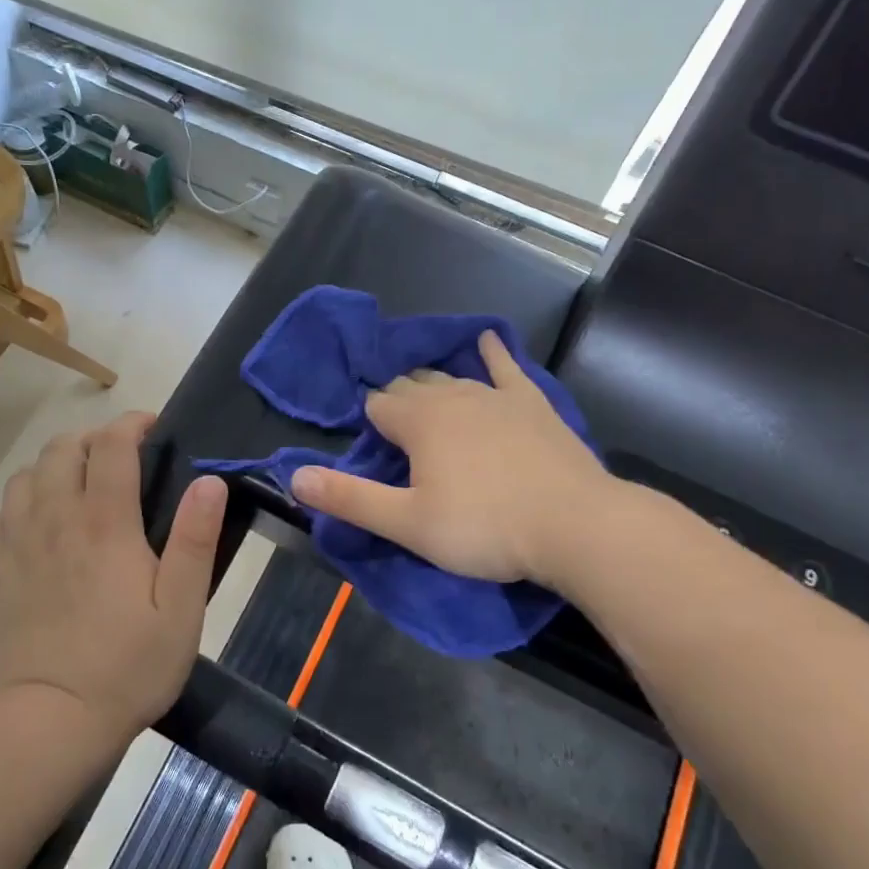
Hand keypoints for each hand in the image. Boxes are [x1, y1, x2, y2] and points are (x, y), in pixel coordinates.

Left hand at [0, 412, 226, 736]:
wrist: (50, 724)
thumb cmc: (128, 666)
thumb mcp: (182, 608)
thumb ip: (195, 540)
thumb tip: (209, 481)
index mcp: (104, 523)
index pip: (111, 444)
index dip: (132, 424)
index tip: (152, 430)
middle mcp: (56, 520)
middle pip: (61, 448)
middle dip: (92, 439)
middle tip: (119, 459)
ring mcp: (18, 545)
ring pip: (24, 476)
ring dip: (53, 467)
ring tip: (78, 486)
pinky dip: (16, 507)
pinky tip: (35, 526)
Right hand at [289, 331, 619, 588]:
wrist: (574, 524)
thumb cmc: (484, 528)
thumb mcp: (408, 523)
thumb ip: (350, 498)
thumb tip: (294, 476)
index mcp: (418, 422)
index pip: (378, 407)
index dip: (369, 421)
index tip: (371, 443)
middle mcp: (451, 396)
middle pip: (411, 387)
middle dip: (397, 400)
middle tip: (395, 427)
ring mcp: (495, 395)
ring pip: (450, 378)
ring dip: (432, 384)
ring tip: (423, 392)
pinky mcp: (532, 403)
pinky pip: (507, 368)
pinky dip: (494, 353)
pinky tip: (489, 340)